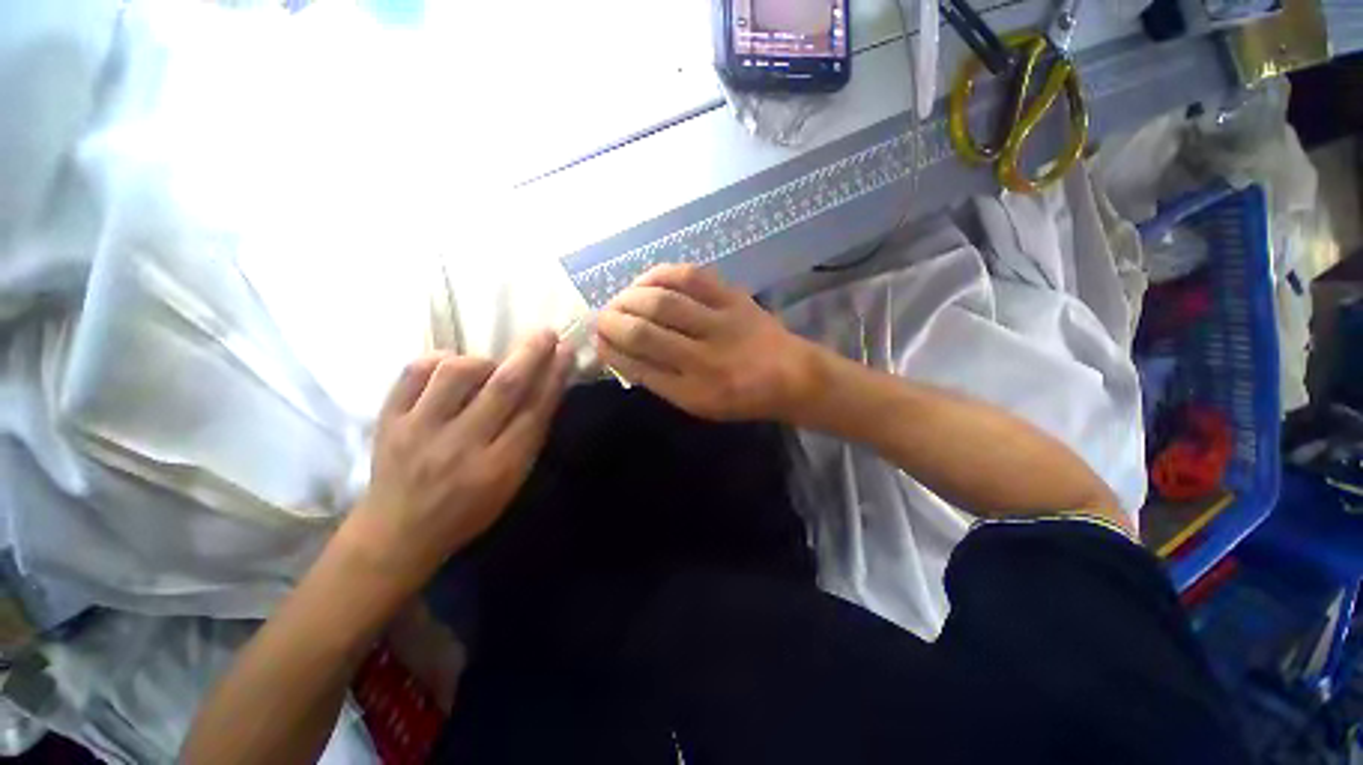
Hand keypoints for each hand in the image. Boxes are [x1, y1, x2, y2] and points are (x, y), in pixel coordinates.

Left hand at [345, 331, 572, 584]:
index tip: (566, 351)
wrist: (398, 532)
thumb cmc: (467, 510)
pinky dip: (436, 361)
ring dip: (482, 361)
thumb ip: (529, 437)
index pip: (535, 412)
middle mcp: (460, 446)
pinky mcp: (388, 421)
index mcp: (498, 468)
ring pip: (456, 373)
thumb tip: (546, 388)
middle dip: (530, 355)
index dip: (554, 377)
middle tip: (546, 333)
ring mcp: (419, 431)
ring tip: (488, 368)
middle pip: (504, 387)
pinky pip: (412, 373)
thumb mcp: (511, 483)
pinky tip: (447, 367)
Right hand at [595, 264, 819, 421]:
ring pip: (663, 302)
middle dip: (613, 321)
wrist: (791, 376)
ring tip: (619, 300)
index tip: (598, 340)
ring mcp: (721, 323)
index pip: (639, 366)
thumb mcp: (698, 404)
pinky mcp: (733, 298)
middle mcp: (705, 358)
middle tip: (602, 318)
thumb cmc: (741, 397)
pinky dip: (660, 274)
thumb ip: (660, 380)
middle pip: (645, 332)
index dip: (611, 350)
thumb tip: (622, 352)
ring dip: (630, 297)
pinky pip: (690, 276)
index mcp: (694, 392)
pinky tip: (646, 281)